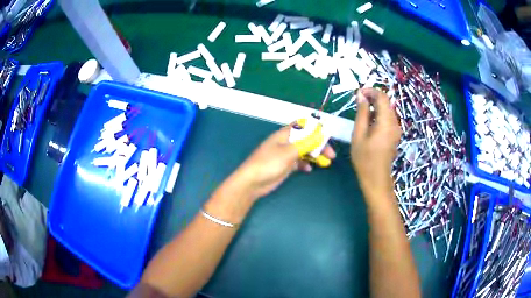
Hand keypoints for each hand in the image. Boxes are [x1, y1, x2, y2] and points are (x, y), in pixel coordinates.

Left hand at [230, 124, 335, 200]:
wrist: (252, 182)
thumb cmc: (268, 164)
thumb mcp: (288, 153)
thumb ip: (305, 144)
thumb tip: (320, 134)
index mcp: (285, 134)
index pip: (303, 126)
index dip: (316, 129)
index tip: (327, 137)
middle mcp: (286, 142)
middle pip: (307, 139)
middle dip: (319, 145)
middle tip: (331, 155)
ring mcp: (285, 154)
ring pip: (304, 151)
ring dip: (315, 155)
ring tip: (325, 163)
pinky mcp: (285, 165)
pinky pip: (299, 161)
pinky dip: (305, 164)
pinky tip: (308, 169)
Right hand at [351, 88, 400, 201]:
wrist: (376, 179)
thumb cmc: (364, 159)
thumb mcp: (358, 134)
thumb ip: (361, 112)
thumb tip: (361, 95)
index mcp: (386, 122)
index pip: (382, 97)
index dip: (371, 91)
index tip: (358, 93)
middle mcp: (394, 123)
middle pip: (386, 102)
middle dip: (373, 97)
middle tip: (358, 101)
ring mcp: (396, 129)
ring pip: (387, 110)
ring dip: (375, 106)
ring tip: (362, 111)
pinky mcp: (395, 134)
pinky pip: (388, 118)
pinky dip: (379, 114)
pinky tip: (369, 122)